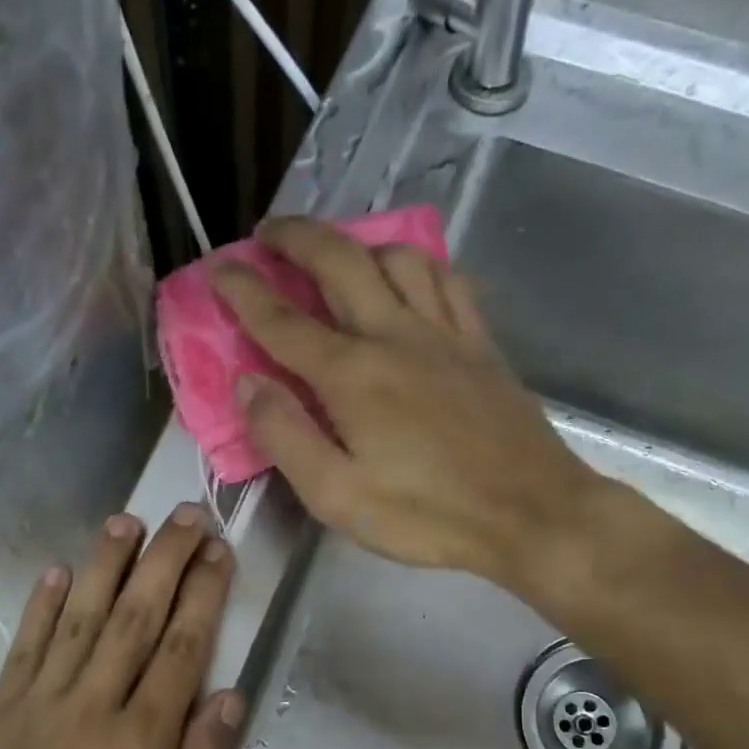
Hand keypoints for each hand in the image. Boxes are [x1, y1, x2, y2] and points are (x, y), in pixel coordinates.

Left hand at [0, 507, 243, 748]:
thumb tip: (229, 697)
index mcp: (141, 744)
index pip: (181, 648)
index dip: (203, 594)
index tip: (219, 552)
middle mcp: (91, 709)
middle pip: (135, 617)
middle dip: (165, 561)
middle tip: (187, 516)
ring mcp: (37, 705)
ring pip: (79, 618)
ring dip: (105, 565)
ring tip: (128, 521)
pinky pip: (25, 646)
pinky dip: (43, 606)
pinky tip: (59, 571)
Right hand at [212, 217, 605, 592]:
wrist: (531, 513)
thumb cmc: (426, 515)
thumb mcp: (336, 495)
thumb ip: (285, 436)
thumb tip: (247, 383)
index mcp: (352, 376)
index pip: (282, 320)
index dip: (243, 290)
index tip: (217, 268)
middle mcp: (395, 336)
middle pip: (340, 262)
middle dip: (297, 238)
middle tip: (268, 233)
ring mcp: (444, 334)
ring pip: (397, 257)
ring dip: (357, 243)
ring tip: (336, 253)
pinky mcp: (480, 344)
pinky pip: (447, 280)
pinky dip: (417, 264)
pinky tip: (409, 276)